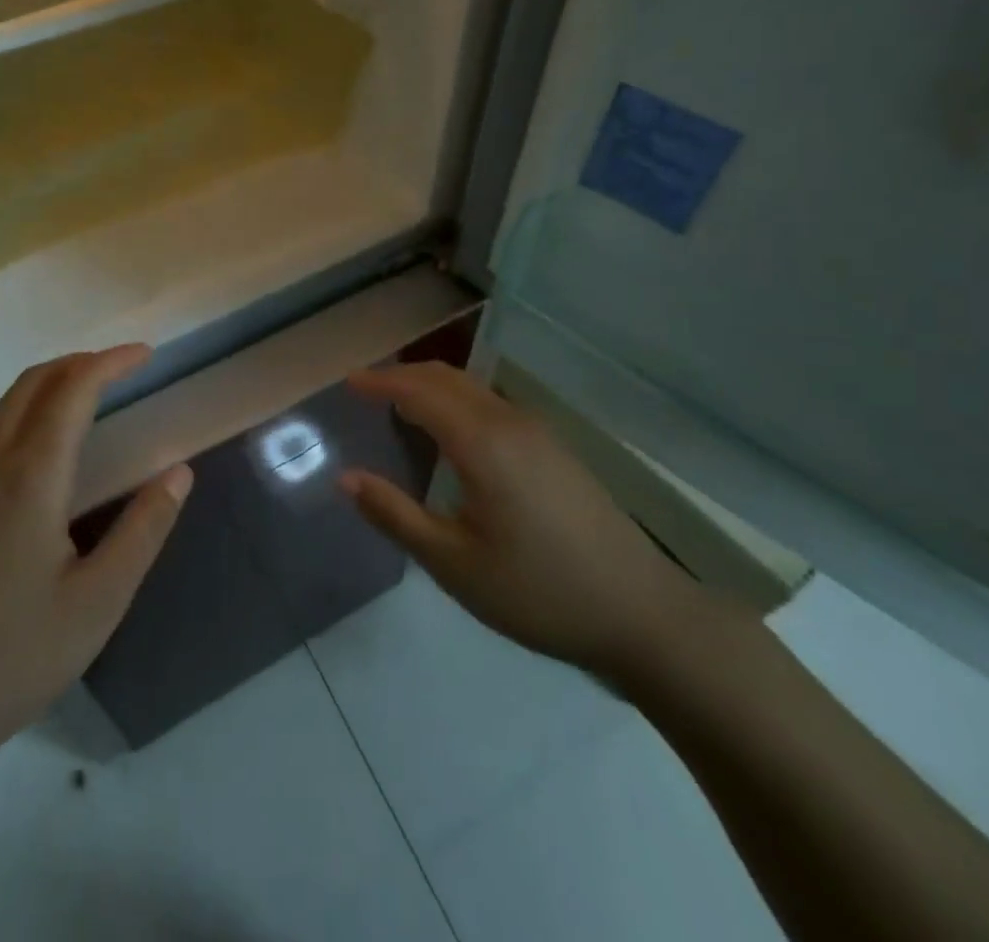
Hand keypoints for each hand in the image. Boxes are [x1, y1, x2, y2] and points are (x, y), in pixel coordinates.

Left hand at [0, 346, 192, 775]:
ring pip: (0, 413)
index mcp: (29, 476)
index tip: (145, 354)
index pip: (73, 389)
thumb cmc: (10, 660)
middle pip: (30, 384)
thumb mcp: (98, 601)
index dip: (110, 362)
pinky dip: (19, 426)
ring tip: (84, 411)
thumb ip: (144, 529)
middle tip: (117, 370)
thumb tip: (179, 472)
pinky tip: (35, 474)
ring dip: (45, 393)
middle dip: (76, 364)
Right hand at [341, 362, 735, 683]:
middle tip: (366, 390)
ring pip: (473, 388)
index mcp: (483, 442)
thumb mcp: (454, 564)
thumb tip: (346, 478)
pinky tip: (451, 432)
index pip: (419, 391)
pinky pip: (492, 404)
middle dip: (403, 375)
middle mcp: (510, 421)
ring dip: (431, 386)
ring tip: (399, 405)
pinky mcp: (555, 448)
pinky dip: (457, 401)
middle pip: (447, 378)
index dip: (380, 382)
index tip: (348, 383)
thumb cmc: (539, 592)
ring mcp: (539, 432)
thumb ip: (395, 515)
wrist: (642, 613)